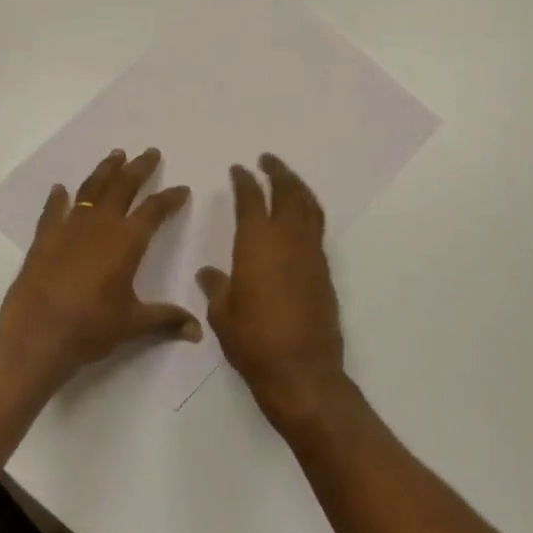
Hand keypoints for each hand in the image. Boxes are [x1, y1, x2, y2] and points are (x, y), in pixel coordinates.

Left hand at [0, 148, 200, 382]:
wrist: (36, 335)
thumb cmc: (90, 328)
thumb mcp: (133, 324)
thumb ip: (166, 320)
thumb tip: (197, 332)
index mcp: (127, 241)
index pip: (154, 210)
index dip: (170, 198)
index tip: (181, 188)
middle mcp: (100, 225)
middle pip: (123, 186)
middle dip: (139, 168)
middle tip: (150, 153)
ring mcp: (69, 227)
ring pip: (91, 189)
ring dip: (105, 171)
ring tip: (115, 155)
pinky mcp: (44, 238)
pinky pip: (53, 210)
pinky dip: (58, 198)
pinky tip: (60, 189)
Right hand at [196, 154, 345, 430]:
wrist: (302, 372)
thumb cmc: (253, 341)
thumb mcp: (222, 315)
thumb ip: (216, 287)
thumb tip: (209, 273)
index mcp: (257, 244)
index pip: (251, 200)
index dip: (244, 181)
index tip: (239, 169)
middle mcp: (288, 241)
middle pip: (288, 193)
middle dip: (278, 172)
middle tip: (267, 160)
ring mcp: (311, 256)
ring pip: (309, 208)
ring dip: (298, 188)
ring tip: (287, 179)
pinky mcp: (324, 273)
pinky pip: (316, 230)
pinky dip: (308, 213)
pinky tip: (298, 220)